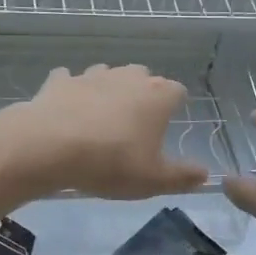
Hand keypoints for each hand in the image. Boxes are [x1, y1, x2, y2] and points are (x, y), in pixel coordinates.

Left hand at [0, 65, 208, 198]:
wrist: (49, 146)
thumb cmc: (111, 162)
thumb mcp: (154, 180)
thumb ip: (183, 176)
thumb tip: (205, 174)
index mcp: (157, 95)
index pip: (178, 92)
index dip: (173, 108)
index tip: (165, 128)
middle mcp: (128, 76)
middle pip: (143, 77)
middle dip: (141, 95)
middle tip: (133, 127)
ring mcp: (92, 74)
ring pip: (108, 75)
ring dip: (107, 91)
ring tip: (100, 120)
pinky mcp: (61, 81)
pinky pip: (70, 80)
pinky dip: (71, 92)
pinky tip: (67, 110)